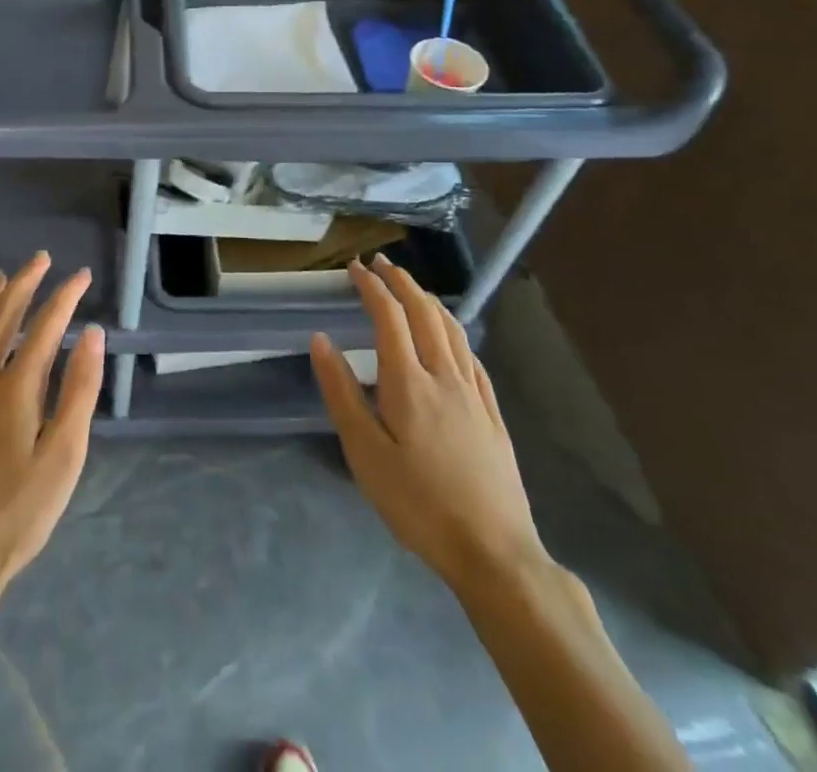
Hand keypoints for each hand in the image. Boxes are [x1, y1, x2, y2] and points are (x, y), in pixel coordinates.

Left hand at [0, 252, 105, 605]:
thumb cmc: (16, 515)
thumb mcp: (63, 457)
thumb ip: (78, 391)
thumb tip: (91, 334)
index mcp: (15, 388)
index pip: (45, 327)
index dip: (64, 297)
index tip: (81, 276)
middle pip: (2, 318)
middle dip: (24, 284)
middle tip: (40, 259)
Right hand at [310, 255, 546, 591]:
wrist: (494, 552)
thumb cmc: (418, 504)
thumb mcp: (365, 454)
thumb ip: (342, 392)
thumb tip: (321, 340)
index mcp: (409, 382)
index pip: (389, 316)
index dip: (371, 287)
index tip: (354, 268)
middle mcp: (444, 376)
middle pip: (424, 313)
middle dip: (401, 282)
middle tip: (380, 264)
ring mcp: (474, 393)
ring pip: (452, 330)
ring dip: (428, 300)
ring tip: (411, 288)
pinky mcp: (492, 414)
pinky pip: (472, 356)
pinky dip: (455, 331)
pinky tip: (451, 337)